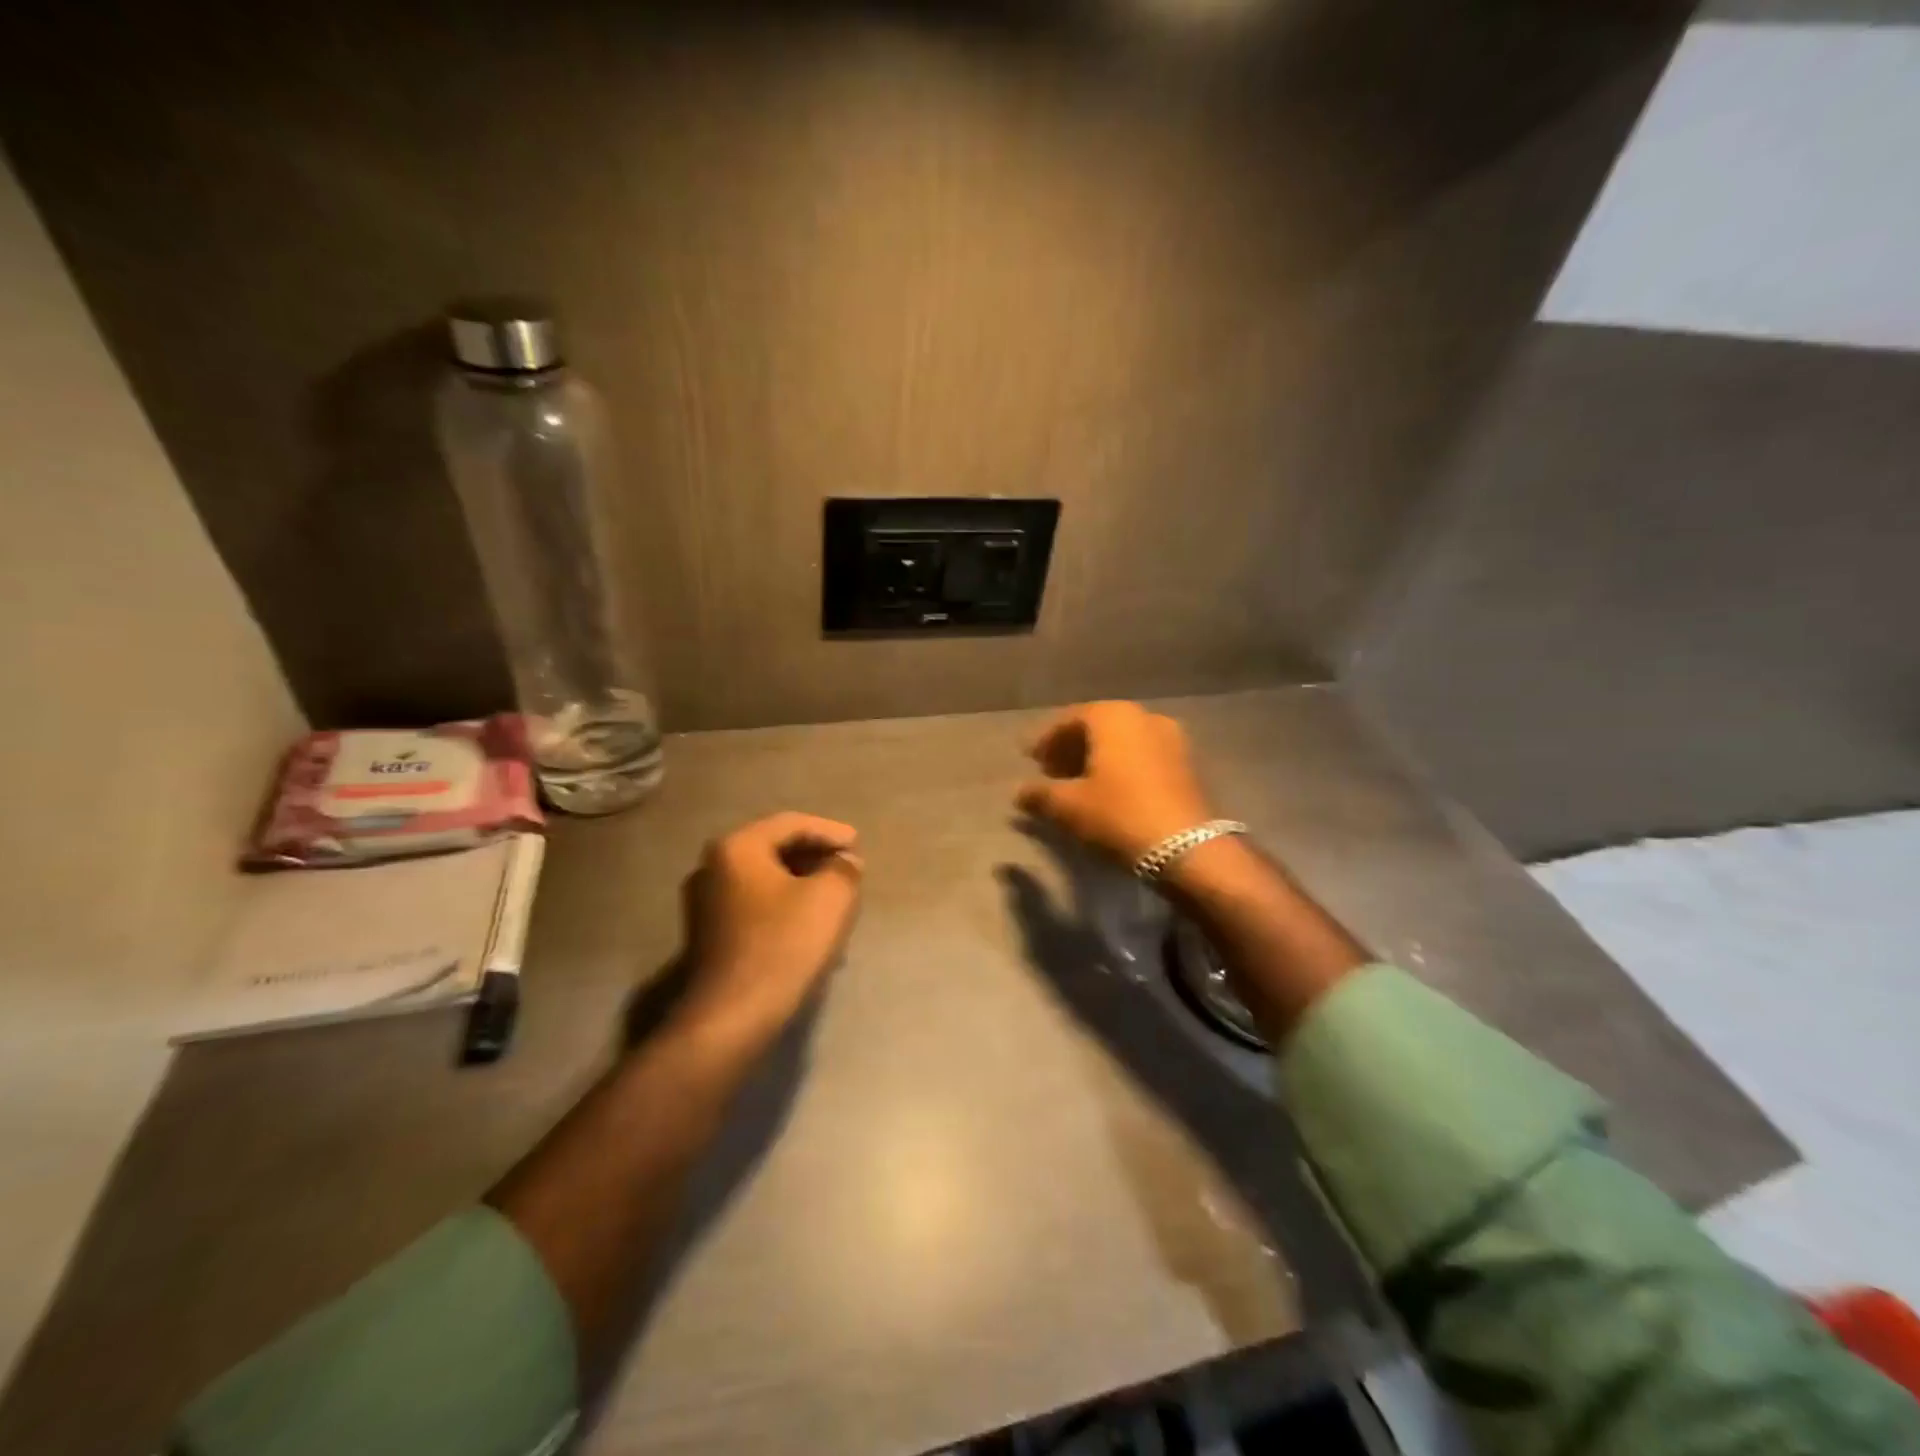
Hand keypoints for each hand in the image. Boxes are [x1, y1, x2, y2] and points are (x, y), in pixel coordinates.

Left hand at [672, 812, 863, 1052]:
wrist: (734, 1016)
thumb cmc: (784, 945)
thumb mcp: (832, 897)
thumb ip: (844, 867)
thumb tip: (843, 861)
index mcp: (737, 847)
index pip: (792, 824)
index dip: (830, 832)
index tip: (858, 847)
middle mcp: (712, 866)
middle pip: (775, 850)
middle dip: (816, 859)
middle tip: (848, 870)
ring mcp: (704, 902)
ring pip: (766, 880)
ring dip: (803, 886)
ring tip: (836, 901)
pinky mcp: (707, 934)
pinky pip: (754, 906)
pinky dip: (784, 907)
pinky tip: (809, 927)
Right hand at [1016, 701, 1214, 865]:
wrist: (1186, 848)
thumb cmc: (1118, 815)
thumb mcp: (1068, 806)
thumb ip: (1039, 793)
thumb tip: (1020, 792)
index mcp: (1113, 716)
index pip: (1070, 719)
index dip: (1046, 740)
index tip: (1030, 760)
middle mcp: (1144, 717)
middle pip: (1098, 726)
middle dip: (1072, 747)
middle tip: (1051, 772)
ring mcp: (1171, 738)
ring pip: (1123, 741)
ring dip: (1097, 757)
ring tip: (1079, 784)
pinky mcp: (1187, 764)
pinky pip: (1143, 755)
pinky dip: (1122, 766)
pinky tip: (1110, 791)